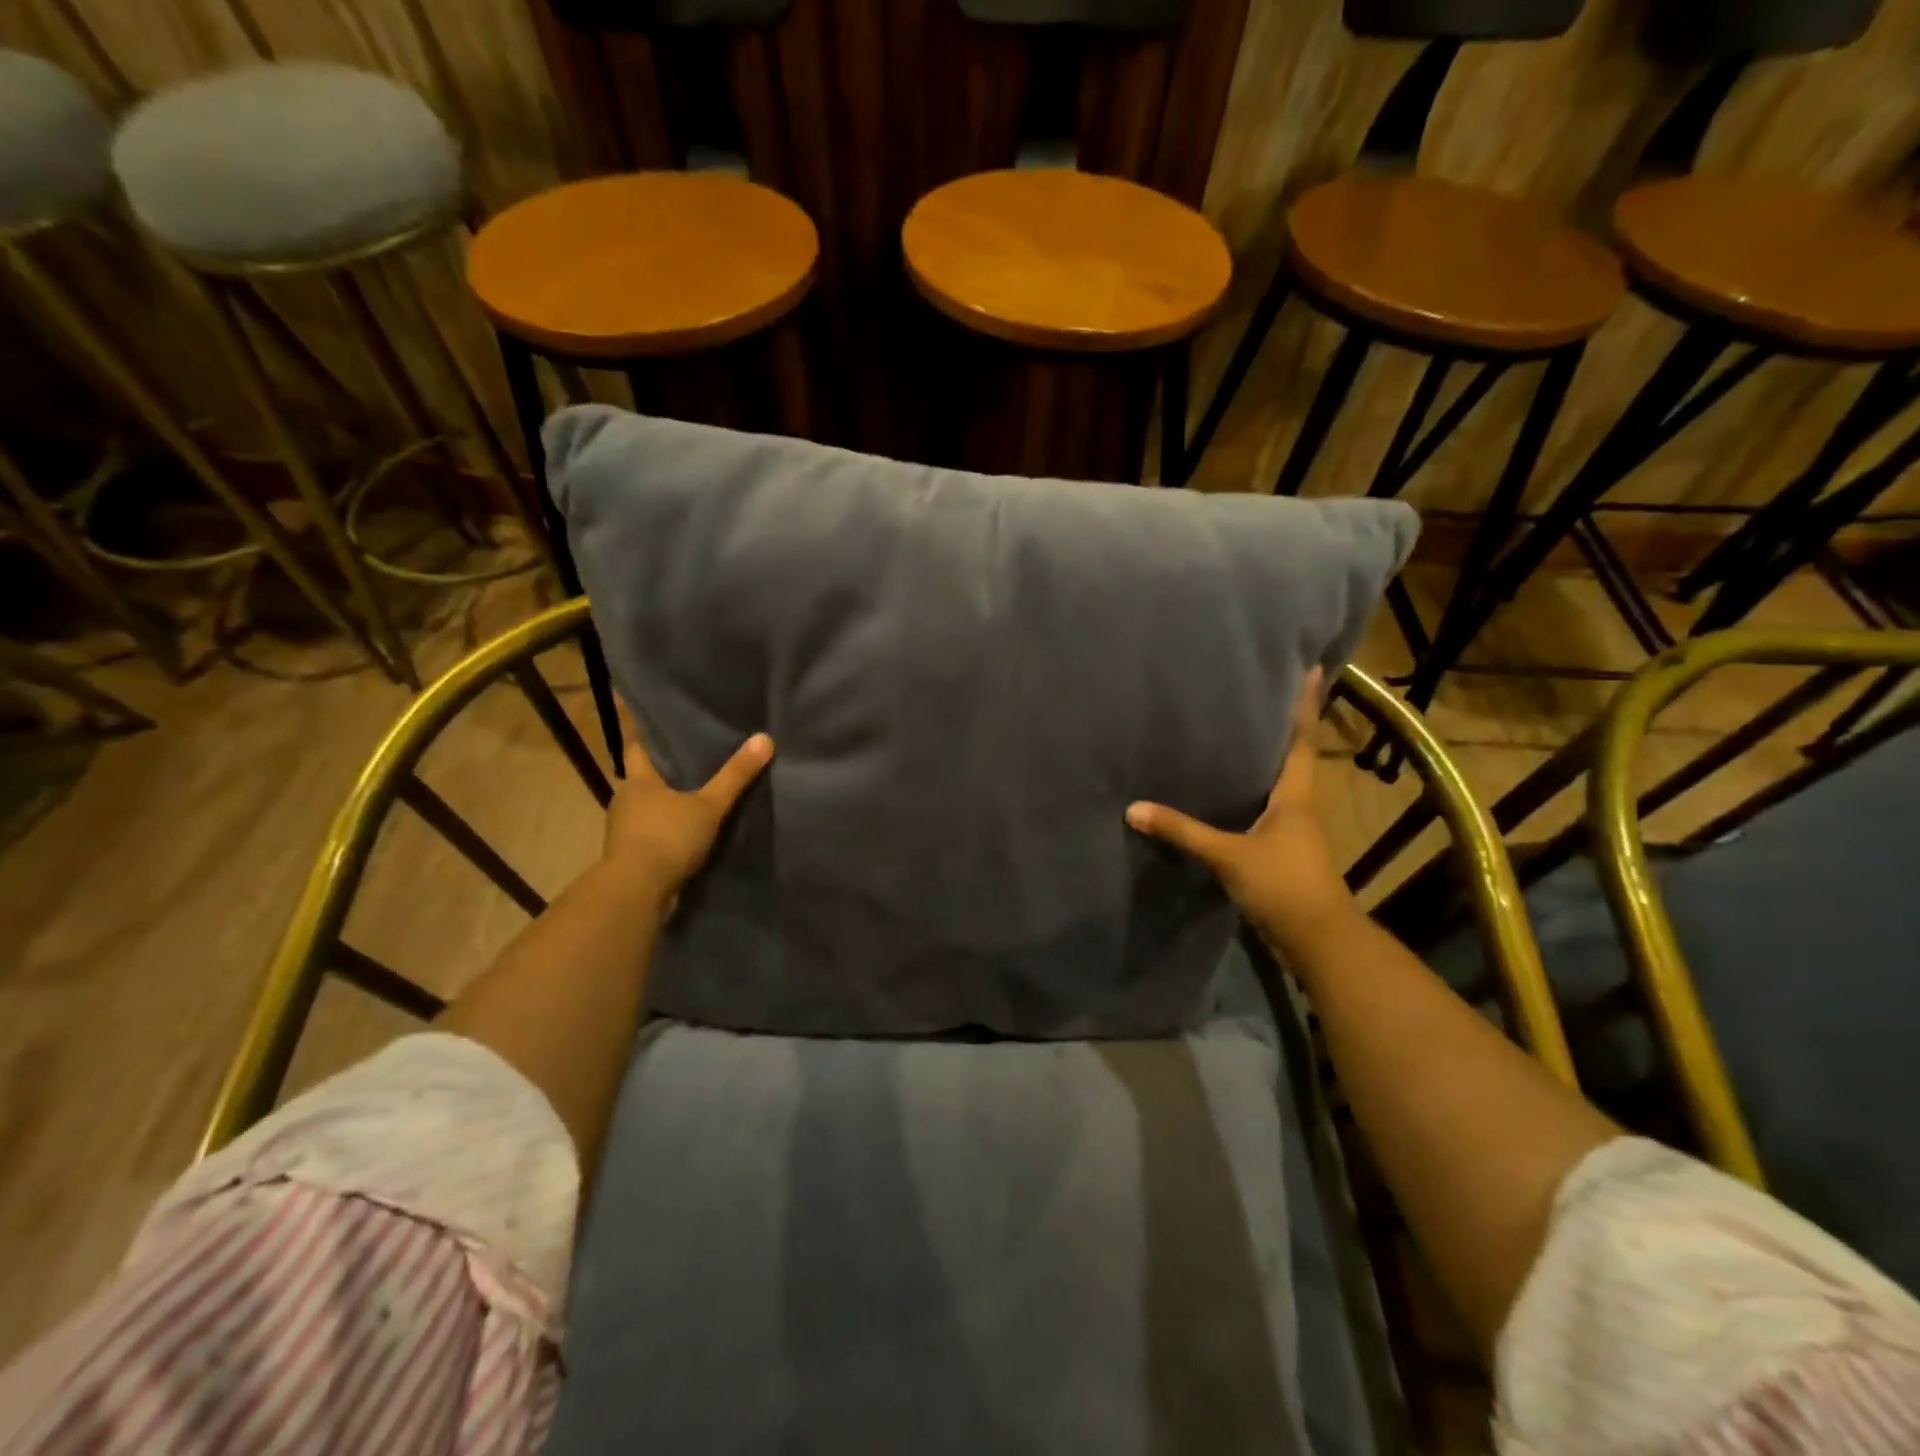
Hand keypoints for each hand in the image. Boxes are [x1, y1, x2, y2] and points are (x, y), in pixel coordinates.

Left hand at [602, 700, 772, 905]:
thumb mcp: (709, 805)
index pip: (635, 744)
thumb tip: (765, 738)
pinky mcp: (630, 854)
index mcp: (638, 780)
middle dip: (656, 765)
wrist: (636, 892)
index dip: (636, 725)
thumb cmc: (667, 837)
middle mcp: (625, 799)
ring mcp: (624, 829)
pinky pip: (648, 831)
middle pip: (640, 775)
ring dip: (660, 798)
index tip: (632, 704)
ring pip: (643, 804)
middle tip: (679, 750)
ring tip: (687, 789)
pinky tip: (682, 828)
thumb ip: (735, 775)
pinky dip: (663, 826)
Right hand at [1125, 667, 1356, 952]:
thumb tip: (1134, 809)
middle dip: (1289, 722)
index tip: (1315, 668)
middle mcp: (1301, 803)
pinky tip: (1236, 787)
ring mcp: (1296, 827)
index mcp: (1296, 794)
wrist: (1317, 938)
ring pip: (1285, 779)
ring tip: (1248, 729)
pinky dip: (1259, 788)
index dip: (1307, 704)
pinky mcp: (1286, 847)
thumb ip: (1183, 832)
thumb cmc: (1282, 884)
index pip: (1303, 739)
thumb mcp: (1228, 855)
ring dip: (1274, 754)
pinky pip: (1272, 804)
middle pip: (1297, 753)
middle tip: (1271, 689)